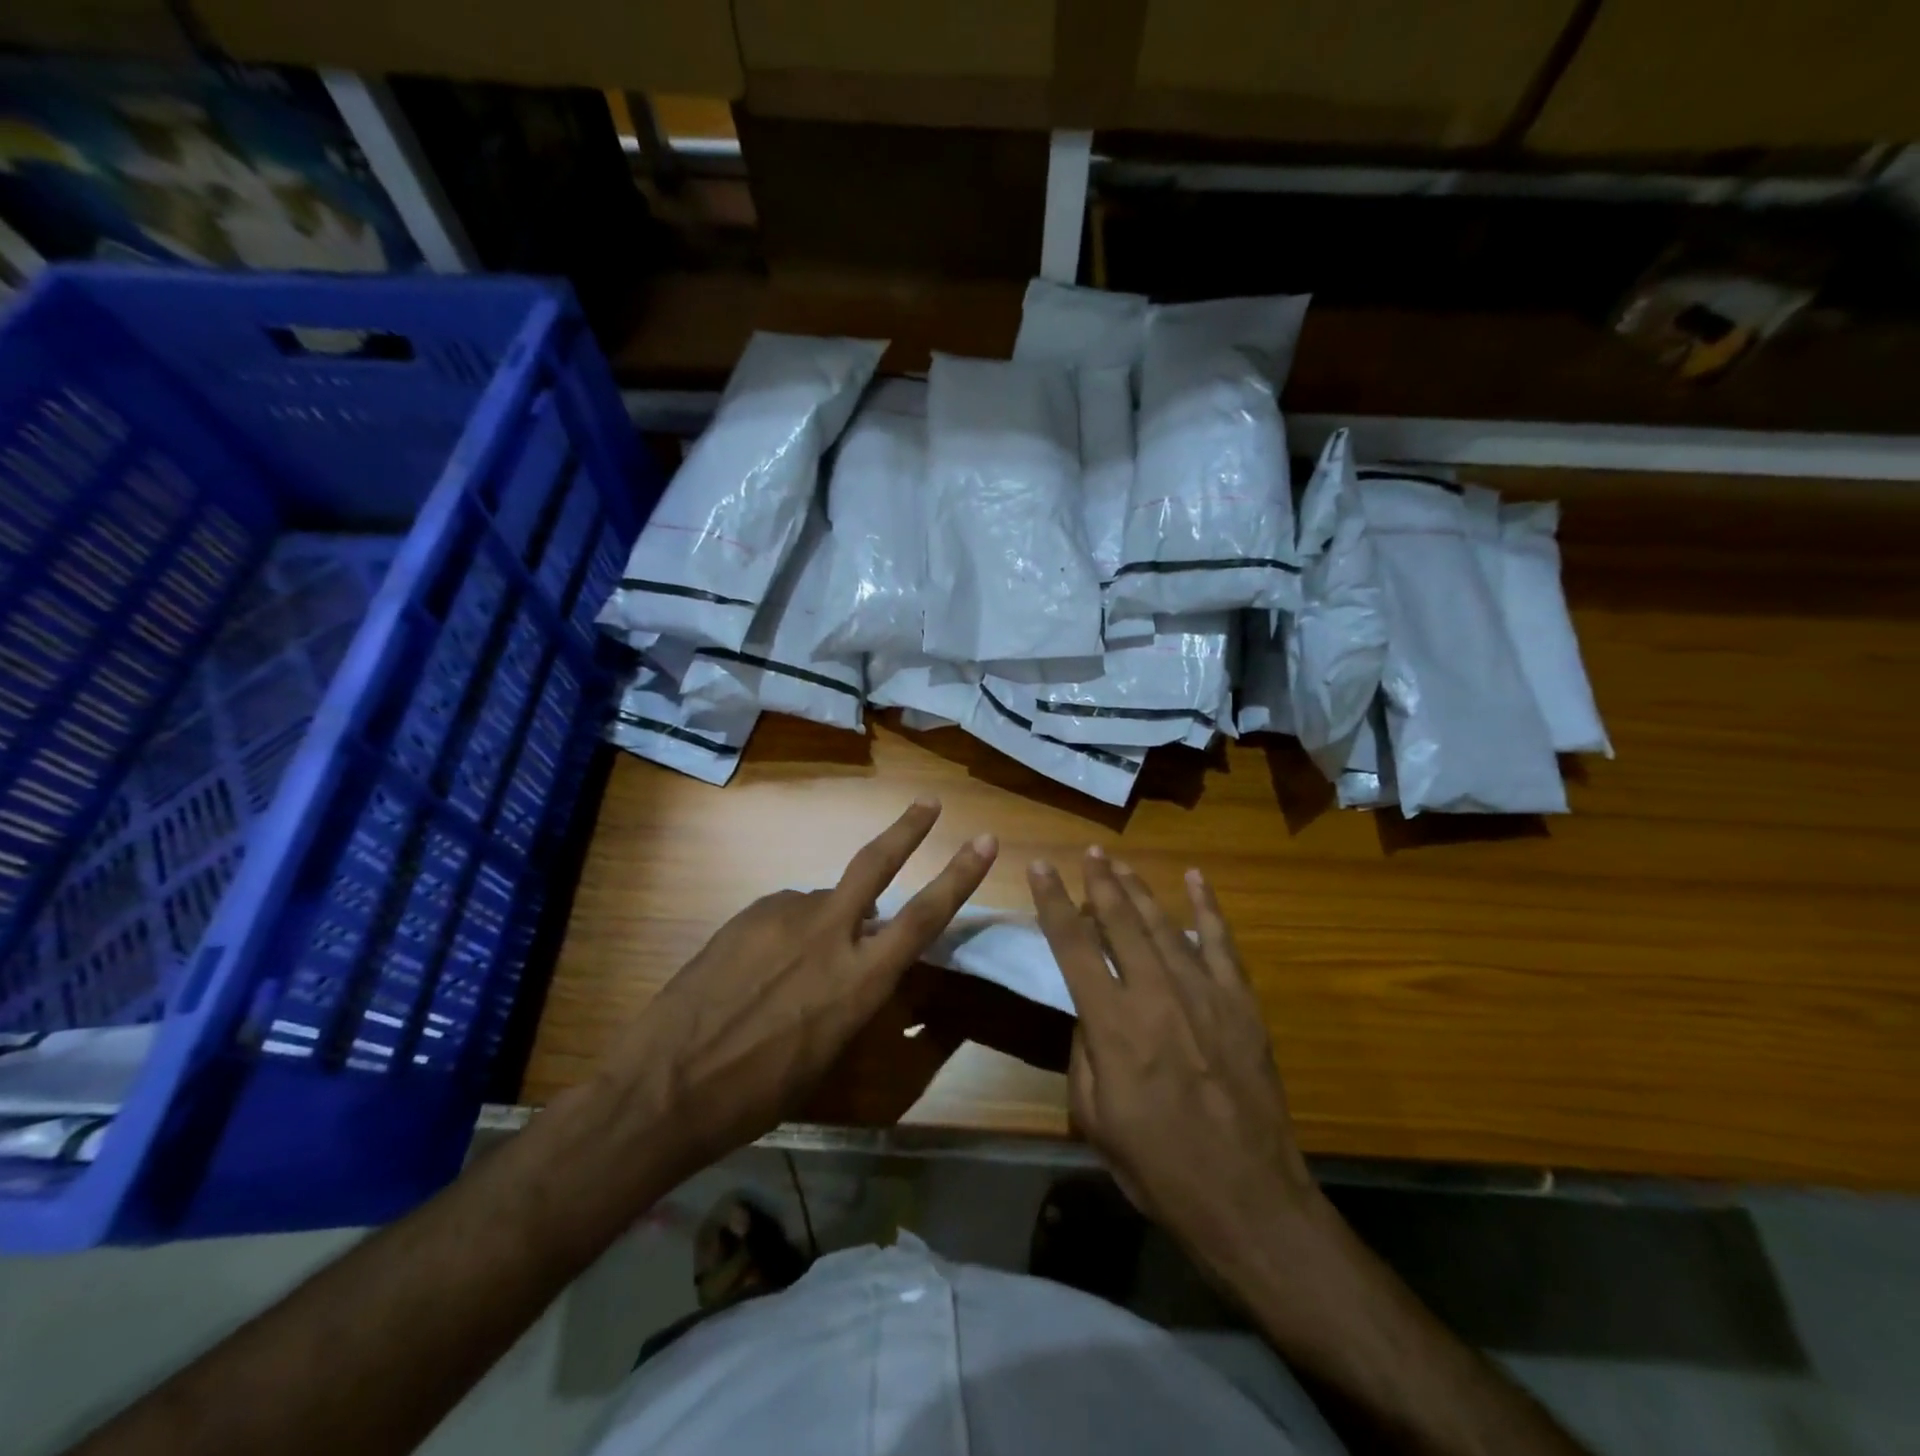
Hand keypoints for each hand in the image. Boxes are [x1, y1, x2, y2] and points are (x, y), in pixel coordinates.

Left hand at [607, 799, 995, 1181]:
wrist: (666, 1087)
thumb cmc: (759, 1093)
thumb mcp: (829, 1050)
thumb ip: (854, 992)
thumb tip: (862, 955)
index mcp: (858, 982)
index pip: (923, 918)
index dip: (959, 877)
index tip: (984, 842)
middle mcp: (827, 936)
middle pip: (875, 865)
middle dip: (908, 830)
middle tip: (928, 803)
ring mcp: (783, 917)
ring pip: (822, 900)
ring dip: (826, 921)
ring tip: (793, 968)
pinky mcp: (747, 915)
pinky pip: (784, 913)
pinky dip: (788, 931)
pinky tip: (760, 967)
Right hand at [1028, 848, 1320, 1285]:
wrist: (1248, 1198)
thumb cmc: (1159, 1167)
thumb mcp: (1094, 1119)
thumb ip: (1084, 1054)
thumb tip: (1087, 1011)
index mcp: (1113, 1024)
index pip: (1073, 946)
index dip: (1053, 903)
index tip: (1040, 868)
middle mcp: (1156, 994)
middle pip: (1121, 921)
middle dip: (1100, 882)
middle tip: (1088, 852)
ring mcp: (1204, 993)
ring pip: (1164, 924)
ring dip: (1139, 889)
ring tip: (1120, 863)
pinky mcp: (1241, 1002)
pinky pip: (1221, 942)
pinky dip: (1207, 907)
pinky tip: (1197, 879)